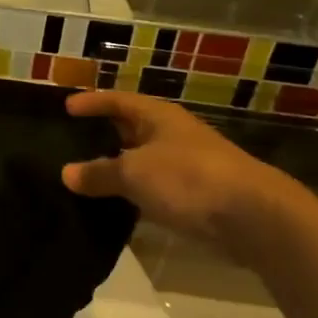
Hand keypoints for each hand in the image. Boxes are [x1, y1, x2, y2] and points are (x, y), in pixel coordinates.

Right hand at [62, 92, 317, 258]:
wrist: (251, 216)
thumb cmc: (187, 179)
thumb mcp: (134, 173)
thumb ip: (99, 173)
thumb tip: (66, 173)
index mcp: (158, 117)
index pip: (118, 101)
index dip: (92, 102)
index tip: (66, 107)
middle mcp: (172, 134)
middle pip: (131, 128)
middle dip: (104, 134)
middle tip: (71, 142)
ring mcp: (187, 165)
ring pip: (143, 161)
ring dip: (119, 167)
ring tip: (86, 177)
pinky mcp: (196, 195)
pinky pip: (156, 187)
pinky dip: (136, 192)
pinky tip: (118, 206)